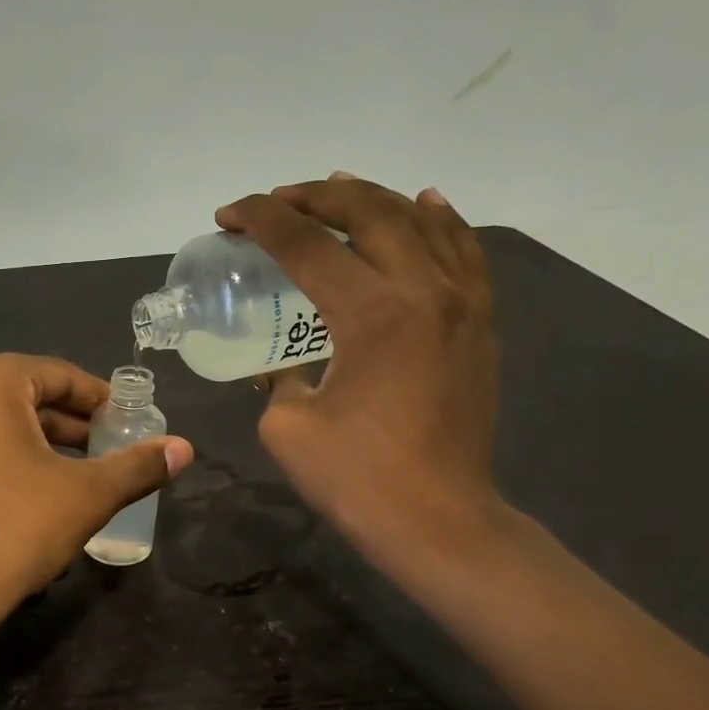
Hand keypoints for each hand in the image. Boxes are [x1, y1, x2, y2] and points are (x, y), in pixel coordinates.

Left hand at [0, 353, 194, 628]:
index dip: (98, 397)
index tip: (126, 421)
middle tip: (104, 449)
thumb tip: (185, 448)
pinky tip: (20, 498)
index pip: (58, 374)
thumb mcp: (86, 495)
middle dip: (67, 424)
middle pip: (22, 397)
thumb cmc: (12, 529)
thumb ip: (137, 466)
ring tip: (69, 476)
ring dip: (33, 444)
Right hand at [216, 174, 500, 563]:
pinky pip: (463, 251)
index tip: (228, 216)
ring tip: (337, 190)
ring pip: (420, 221)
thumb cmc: (356, 478)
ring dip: (372, 198)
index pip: (305, 244)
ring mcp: (461, 303)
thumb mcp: (287, 426)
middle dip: (313, 196)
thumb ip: (280, 379)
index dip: (260, 220)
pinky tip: (424, 205)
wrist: (438, 520)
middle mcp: (422, 290)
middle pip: (368, 212)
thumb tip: (287, 365)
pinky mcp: (480, 324)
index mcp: (370, 312)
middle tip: (275, 201)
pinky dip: (440, 220)